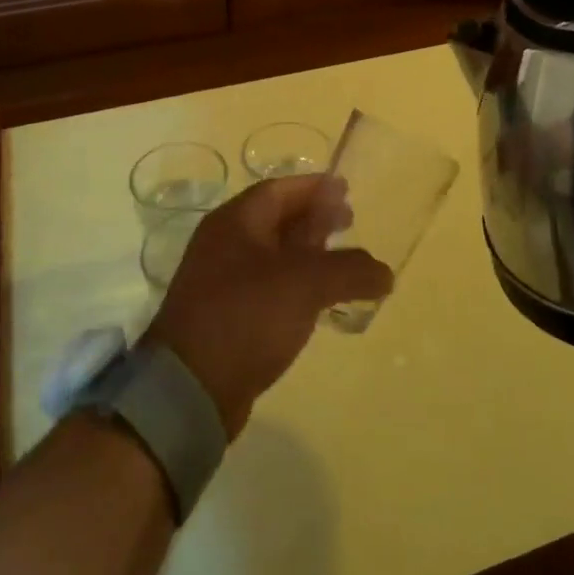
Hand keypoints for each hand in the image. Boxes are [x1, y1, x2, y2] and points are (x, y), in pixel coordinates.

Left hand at [145, 175, 390, 434]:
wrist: (189, 387)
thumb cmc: (246, 315)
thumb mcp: (305, 284)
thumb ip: (349, 271)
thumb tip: (384, 272)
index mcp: (235, 222)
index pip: (279, 190)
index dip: (314, 187)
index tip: (346, 189)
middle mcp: (224, 244)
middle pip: (276, 220)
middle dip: (313, 218)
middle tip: (349, 222)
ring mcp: (222, 281)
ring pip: (273, 255)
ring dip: (307, 253)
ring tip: (341, 262)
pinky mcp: (227, 316)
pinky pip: (268, 287)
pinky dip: (296, 285)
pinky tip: (318, 301)